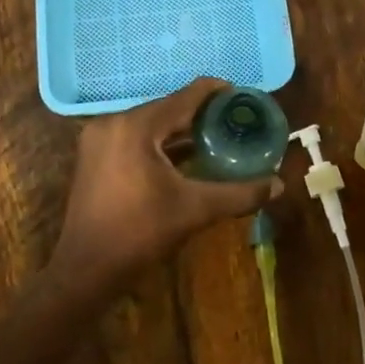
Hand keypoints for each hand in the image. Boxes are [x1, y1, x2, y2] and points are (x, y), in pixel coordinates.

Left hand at [54, 78, 282, 287]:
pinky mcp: (94, 157)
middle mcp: (113, 123)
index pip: (185, 97)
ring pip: (151, 125)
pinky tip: (186, 157)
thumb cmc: (140, 233)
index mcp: (136, 127)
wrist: (86, 270)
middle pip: (167, 109)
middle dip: (201, 114)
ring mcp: (99, 140)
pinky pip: (135, 138)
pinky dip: (161, 143)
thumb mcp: (195, 210)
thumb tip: (278, 185)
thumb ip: (239, 193)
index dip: (217, 93)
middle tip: (234, 120)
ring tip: (216, 136)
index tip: (243, 96)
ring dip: (181, 130)